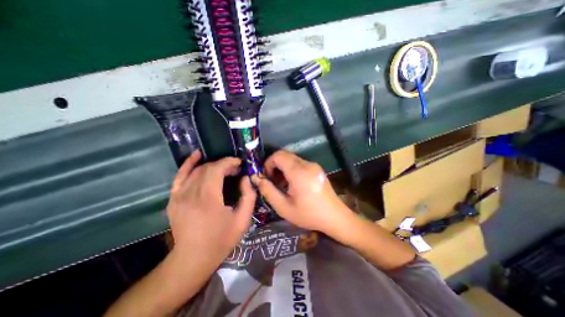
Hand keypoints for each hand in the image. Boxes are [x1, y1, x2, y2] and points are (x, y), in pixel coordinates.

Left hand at [166, 151, 256, 269]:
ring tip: (223, 168)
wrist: (193, 259)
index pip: (217, 169)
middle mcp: (190, 194)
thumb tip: (246, 178)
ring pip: (196, 170)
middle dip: (223, 164)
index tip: (239, 163)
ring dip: (212, 165)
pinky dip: (188, 164)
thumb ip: (248, 196)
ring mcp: (178, 195)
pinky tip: (197, 156)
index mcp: (208, 199)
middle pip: (207, 168)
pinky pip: (180, 175)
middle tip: (235, 169)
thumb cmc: (221, 240)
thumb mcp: (243, 220)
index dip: (229, 162)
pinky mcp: (173, 198)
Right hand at [251, 149, 350, 233]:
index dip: (268, 163)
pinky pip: (299, 163)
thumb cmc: (308, 214)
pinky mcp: (317, 168)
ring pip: (292, 158)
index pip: (278, 155)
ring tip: (282, 184)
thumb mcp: (284, 207)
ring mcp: (313, 165)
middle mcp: (307, 164)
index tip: (267, 177)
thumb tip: (257, 178)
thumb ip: (268, 191)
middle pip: (285, 155)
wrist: (334, 216)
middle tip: (273, 181)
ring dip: (283, 167)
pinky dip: (291, 168)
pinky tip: (293, 183)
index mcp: (298, 173)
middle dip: (275, 165)